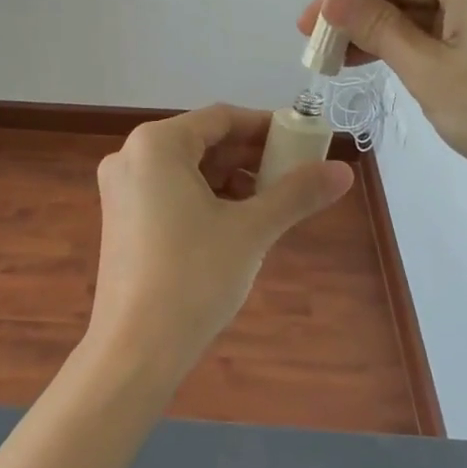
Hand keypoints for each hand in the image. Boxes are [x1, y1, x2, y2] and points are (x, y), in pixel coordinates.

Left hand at [89, 105, 352, 379]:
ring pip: (188, 169)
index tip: (303, 141)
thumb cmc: (193, 276)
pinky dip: (206, 198)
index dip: (266, 126)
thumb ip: (296, 193)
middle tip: (294, 173)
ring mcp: (121, 189)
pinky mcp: (121, 218)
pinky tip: (236, 222)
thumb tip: (345, 171)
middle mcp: (131, 156)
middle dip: (250, 156)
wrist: (135, 349)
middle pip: (203, 141)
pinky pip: (170, 191)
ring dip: (231, 179)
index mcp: (156, 144)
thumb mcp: (252, 230)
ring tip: (271, 202)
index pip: (221, 118)